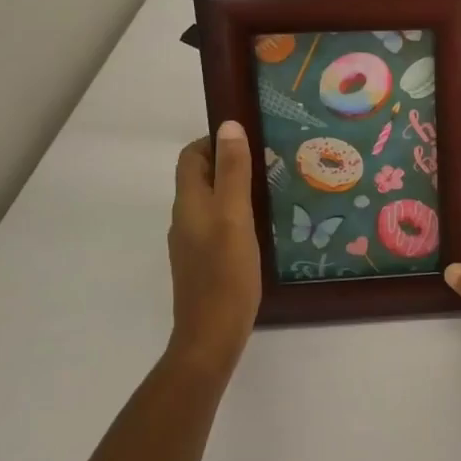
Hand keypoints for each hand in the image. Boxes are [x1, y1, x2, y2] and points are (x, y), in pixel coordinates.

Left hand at [167, 120, 261, 371]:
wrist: (212, 335)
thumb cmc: (226, 273)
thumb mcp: (234, 216)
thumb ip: (232, 172)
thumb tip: (228, 125)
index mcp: (189, 203)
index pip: (191, 156)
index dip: (215, 141)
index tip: (251, 140)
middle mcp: (186, 218)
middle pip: (202, 177)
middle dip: (231, 163)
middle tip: (271, 161)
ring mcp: (194, 242)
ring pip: (213, 201)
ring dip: (237, 189)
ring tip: (274, 188)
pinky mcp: (206, 261)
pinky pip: (220, 224)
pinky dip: (239, 214)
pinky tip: (265, 225)